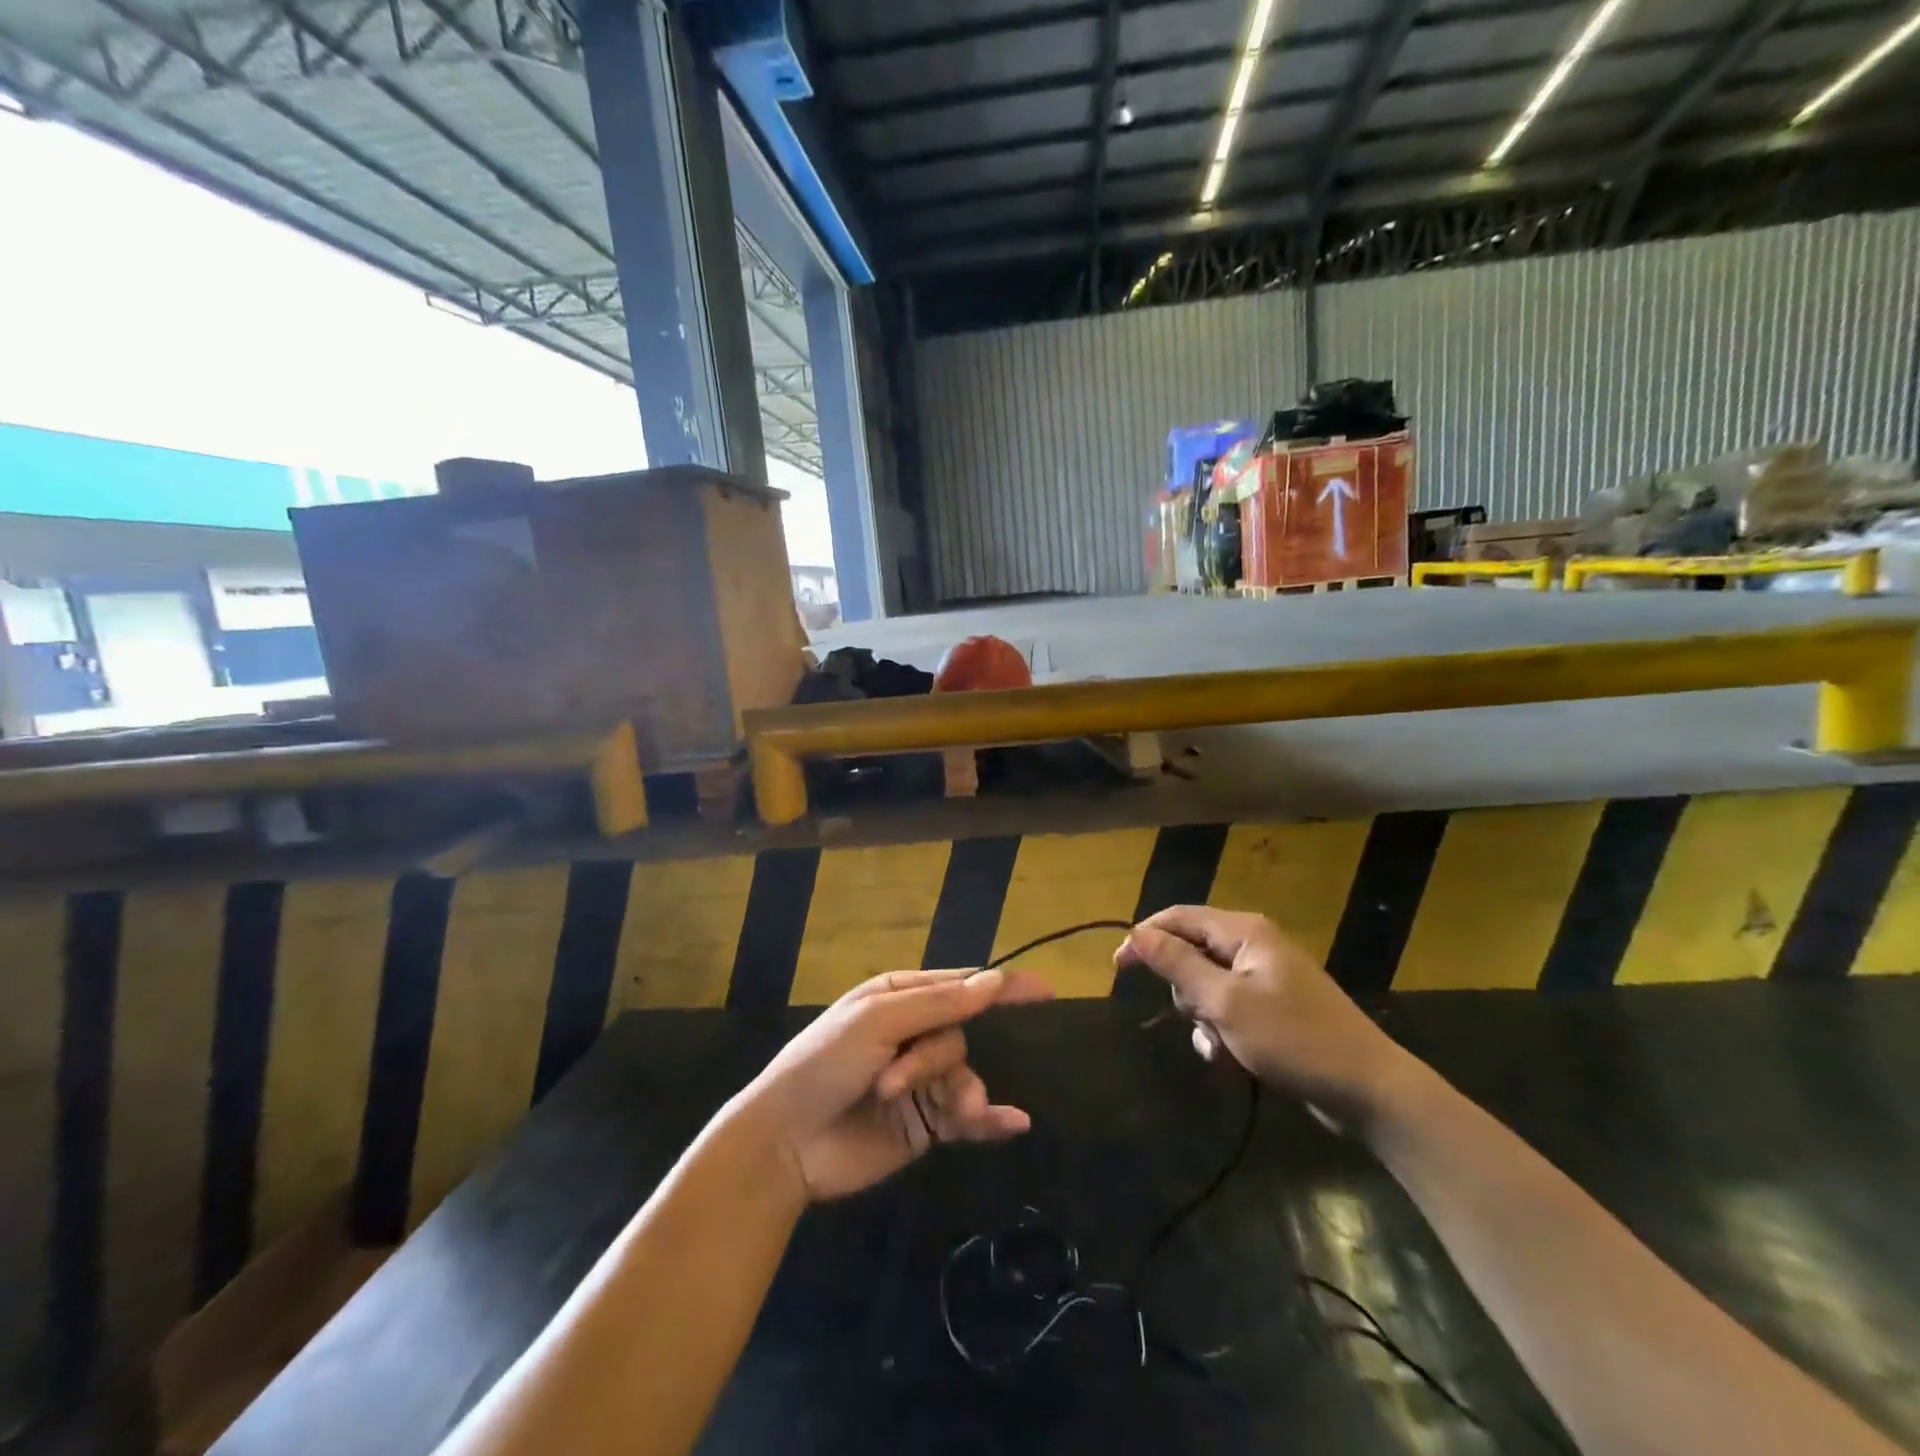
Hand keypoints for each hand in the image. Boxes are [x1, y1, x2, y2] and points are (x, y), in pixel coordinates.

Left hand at [735, 967, 1053, 1202]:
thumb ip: (939, 1004)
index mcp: (899, 997)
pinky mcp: (923, 1126)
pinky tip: (1013, 1124)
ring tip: (927, 1110)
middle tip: (898, 1082)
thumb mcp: (876, 1022)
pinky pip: (966, 1117)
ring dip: (951, 1091)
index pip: (961, 985)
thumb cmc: (822, 1064)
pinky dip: (989, 1119)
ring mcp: (919, 1082)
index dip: (1001, 986)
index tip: (1045, 990)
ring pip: (962, 1074)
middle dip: (936, 1057)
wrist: (784, 1142)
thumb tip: (994, 981)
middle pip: (958, 1034)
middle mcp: (912, 1034)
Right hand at [1115, 907, 1415, 1129]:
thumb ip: (1179, 965)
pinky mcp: (1273, 1010)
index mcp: (1245, 932)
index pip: (1179, 918)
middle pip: (1191, 953)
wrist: (1368, 1090)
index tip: (1118, 967)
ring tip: (1219, 1047)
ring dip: (1203, 1018)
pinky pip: (1228, 1011)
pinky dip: (1221, 1033)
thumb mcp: (1227, 1002)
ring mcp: (1265, 979)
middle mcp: (1254, 946)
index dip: (1145, 937)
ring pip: (1207, 987)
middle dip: (1184, 990)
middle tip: (1195, 1018)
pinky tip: (1230, 1060)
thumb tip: (1137, 933)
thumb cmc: (1294, 1039)